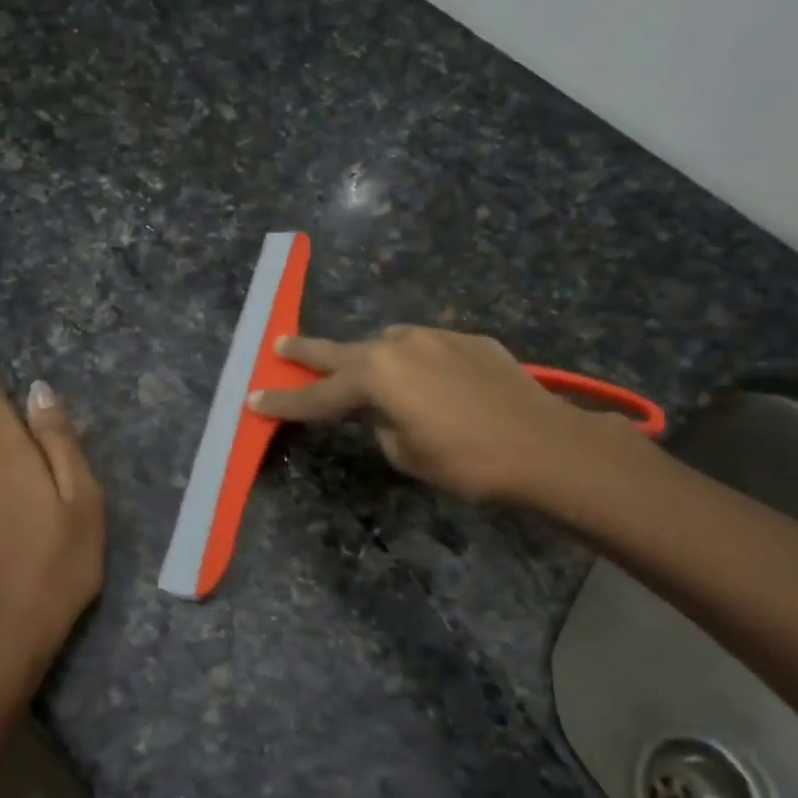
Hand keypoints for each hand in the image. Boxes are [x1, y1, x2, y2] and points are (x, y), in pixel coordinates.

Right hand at [249, 325, 640, 507]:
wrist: (544, 446)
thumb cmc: (466, 460)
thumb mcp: (405, 451)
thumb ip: (377, 422)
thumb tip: (374, 408)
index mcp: (377, 375)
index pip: (318, 395)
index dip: (284, 402)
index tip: (253, 400)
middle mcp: (400, 344)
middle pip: (342, 351)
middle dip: (307, 353)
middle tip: (280, 345)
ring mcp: (436, 337)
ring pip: (388, 346)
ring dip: (370, 360)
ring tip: (363, 375)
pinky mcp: (468, 340)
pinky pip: (427, 350)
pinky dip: (414, 364)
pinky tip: (426, 383)